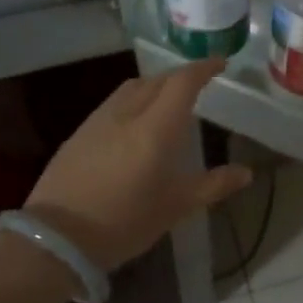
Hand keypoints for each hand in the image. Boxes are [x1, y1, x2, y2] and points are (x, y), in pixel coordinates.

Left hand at [21, 57, 251, 271]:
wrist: (56, 239)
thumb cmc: (125, 222)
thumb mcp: (176, 207)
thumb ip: (213, 185)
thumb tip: (246, 173)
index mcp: (156, 127)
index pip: (183, 82)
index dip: (203, 68)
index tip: (220, 64)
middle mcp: (127, 113)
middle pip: (158, 79)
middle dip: (181, 76)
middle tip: (199, 84)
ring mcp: (99, 120)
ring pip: (132, 87)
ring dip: (155, 85)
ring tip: (168, 100)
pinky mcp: (79, 133)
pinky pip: (114, 103)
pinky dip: (133, 100)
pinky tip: (135, 122)